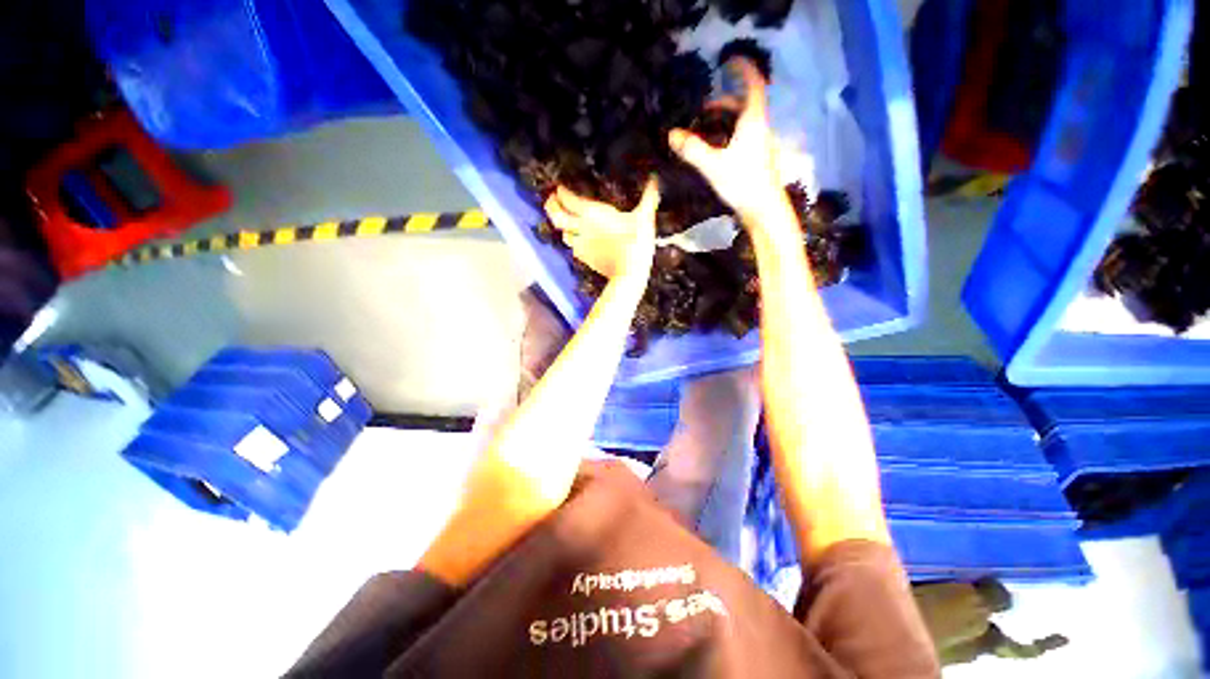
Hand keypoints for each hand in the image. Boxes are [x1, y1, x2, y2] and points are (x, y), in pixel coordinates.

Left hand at [544, 179, 659, 279]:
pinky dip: (573, 241)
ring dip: (562, 226)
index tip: (559, 188)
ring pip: (563, 233)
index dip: (561, 192)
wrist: (628, 275)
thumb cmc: (636, 243)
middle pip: (557, 216)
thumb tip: (655, 178)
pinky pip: (574, 248)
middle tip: (550, 199)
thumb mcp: (645, 218)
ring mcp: (582, 244)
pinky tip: (577, 241)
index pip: (568, 199)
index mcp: (593, 214)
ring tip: (563, 220)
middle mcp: (582, 227)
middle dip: (551, 206)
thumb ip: (649, 197)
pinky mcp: (585, 258)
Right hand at [668, 58, 788, 222]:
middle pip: (744, 104)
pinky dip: (729, 135)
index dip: (743, 69)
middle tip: (702, 108)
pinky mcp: (758, 158)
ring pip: (744, 122)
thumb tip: (671, 135)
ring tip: (704, 129)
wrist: (764, 209)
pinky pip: (744, 137)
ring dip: (725, 120)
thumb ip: (692, 149)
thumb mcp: (713, 165)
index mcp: (754, 120)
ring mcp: (761, 143)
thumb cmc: (742, 183)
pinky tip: (716, 150)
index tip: (729, 61)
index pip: (753, 84)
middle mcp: (760, 127)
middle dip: (724, 102)